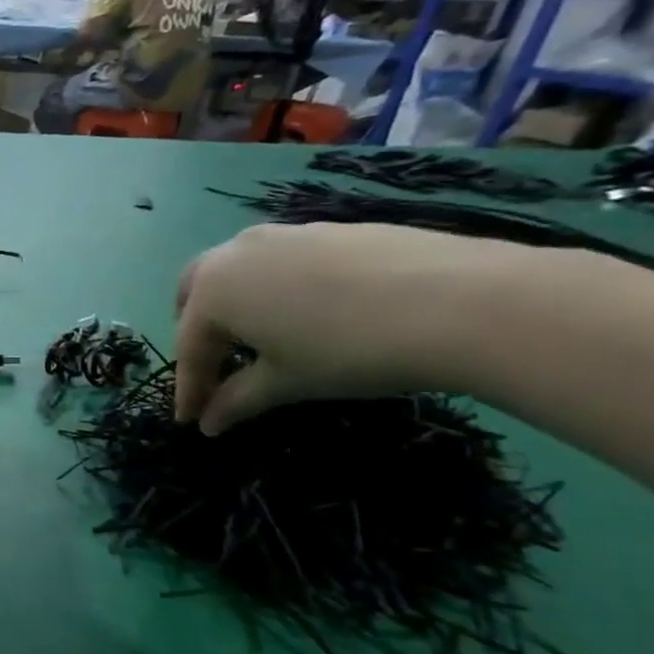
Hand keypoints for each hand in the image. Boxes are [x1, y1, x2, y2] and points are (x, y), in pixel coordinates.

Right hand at [173, 223, 511, 435]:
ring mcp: (284, 235)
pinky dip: (278, 290)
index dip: (190, 389)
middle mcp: (235, 253)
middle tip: (214, 367)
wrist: (464, 302)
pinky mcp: (330, 230)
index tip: (191, 420)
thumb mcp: (287, 383)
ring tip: (262, 339)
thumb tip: (209, 423)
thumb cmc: (349, 351)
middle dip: (197, 331)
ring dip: (236, 306)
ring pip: (239, 271)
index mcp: (213, 291)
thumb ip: (237, 400)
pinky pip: (283, 263)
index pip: (189, 348)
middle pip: (197, 293)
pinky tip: (313, 315)